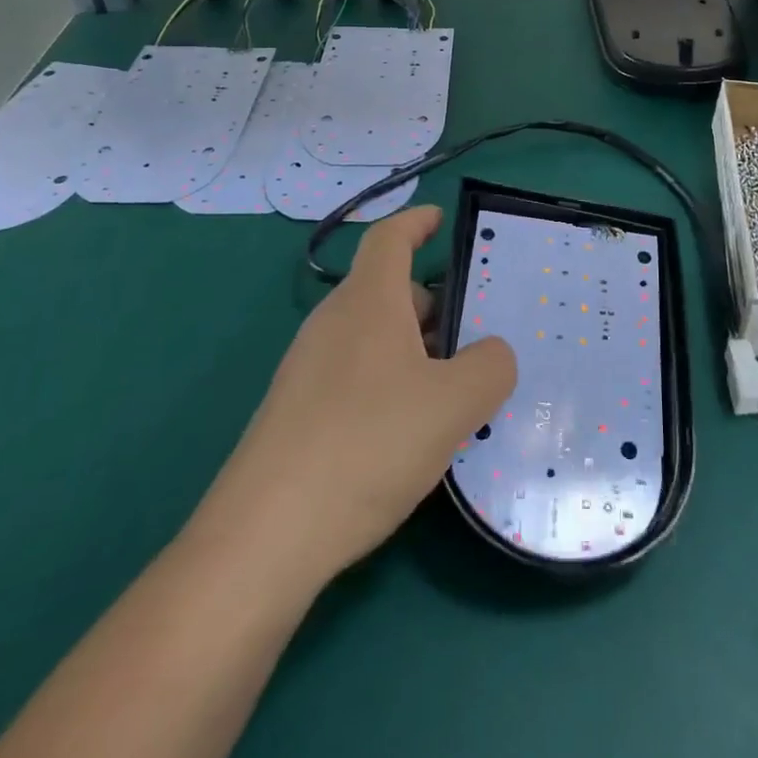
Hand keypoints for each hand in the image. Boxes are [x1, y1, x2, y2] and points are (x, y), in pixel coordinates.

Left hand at [188, 206, 516, 583]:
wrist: (264, 538)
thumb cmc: (367, 444)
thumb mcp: (454, 404)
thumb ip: (490, 366)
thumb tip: (492, 354)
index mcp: (368, 302)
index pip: (389, 238)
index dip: (416, 221)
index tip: (440, 219)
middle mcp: (333, 324)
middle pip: (388, 292)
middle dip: (433, 306)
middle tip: (476, 338)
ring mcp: (308, 370)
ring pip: (374, 338)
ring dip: (415, 351)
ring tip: (454, 393)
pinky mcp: (296, 415)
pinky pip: (355, 377)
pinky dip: (390, 386)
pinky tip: (411, 436)